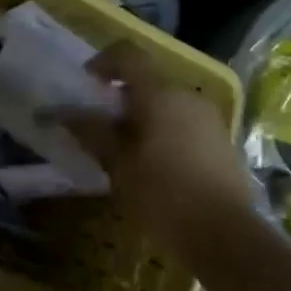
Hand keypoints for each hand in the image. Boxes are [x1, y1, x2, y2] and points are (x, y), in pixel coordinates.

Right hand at [65, 43, 257, 262]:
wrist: (226, 236)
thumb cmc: (163, 196)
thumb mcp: (118, 165)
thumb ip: (92, 132)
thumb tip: (64, 112)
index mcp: (159, 94)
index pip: (128, 55)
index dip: (103, 62)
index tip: (86, 84)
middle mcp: (187, 95)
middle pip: (148, 81)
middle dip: (121, 97)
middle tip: (101, 126)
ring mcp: (209, 117)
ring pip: (167, 103)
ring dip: (144, 116)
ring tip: (127, 151)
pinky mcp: (222, 141)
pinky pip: (185, 122)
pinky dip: (165, 131)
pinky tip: (156, 166)